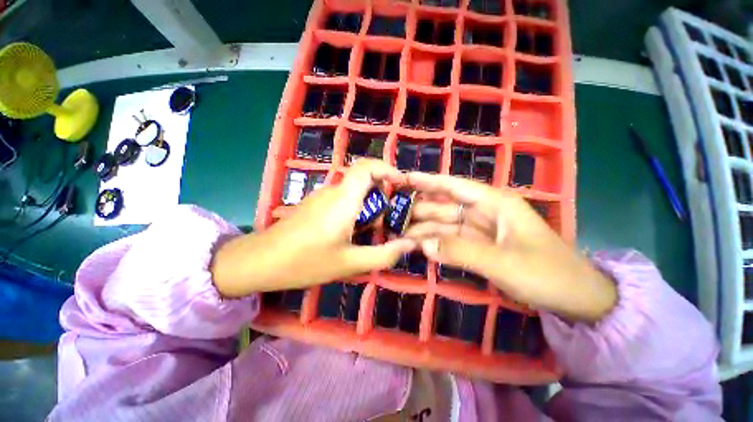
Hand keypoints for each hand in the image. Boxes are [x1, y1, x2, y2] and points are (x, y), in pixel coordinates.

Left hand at [211, 159, 415, 297]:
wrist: (260, 262)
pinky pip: (342, 200)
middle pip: (364, 181)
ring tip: (374, 232)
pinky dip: (356, 211)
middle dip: (383, 197)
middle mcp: (333, 191)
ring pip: (354, 192)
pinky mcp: (315, 204)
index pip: (367, 167)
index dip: (387, 168)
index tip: (402, 184)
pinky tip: (353, 234)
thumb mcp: (349, 263)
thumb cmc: (305, 262)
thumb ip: (383, 254)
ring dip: (369, 207)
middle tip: (391, 221)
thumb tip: (410, 244)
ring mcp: (322, 197)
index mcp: (343, 199)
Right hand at [404, 173, 616, 322]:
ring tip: (398, 233)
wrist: (575, 298)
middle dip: (419, 209)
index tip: (403, 179)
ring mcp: (480, 230)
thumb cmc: (546, 273)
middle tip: (392, 214)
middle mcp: (484, 211)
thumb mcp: (502, 262)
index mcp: (493, 203)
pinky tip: (418, 246)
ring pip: (444, 225)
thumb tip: (423, 245)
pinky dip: (435, 243)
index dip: (427, 181)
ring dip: (423, 229)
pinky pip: (451, 240)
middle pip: (444, 206)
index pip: (453, 186)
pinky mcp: (478, 246)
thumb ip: (460, 251)